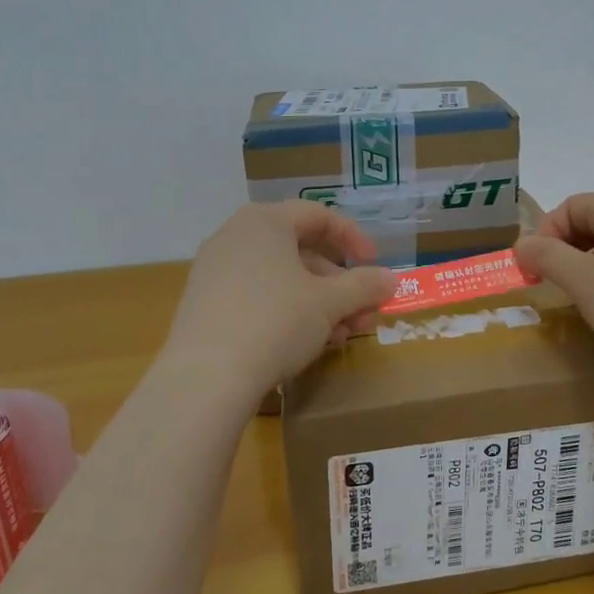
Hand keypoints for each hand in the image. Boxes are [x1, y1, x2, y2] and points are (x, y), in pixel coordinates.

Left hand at [161, 201, 397, 399]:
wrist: (206, 378)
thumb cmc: (275, 322)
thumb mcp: (329, 303)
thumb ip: (364, 285)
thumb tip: (390, 279)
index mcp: (265, 221)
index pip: (318, 215)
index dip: (354, 238)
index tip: (375, 266)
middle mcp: (235, 235)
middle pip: (300, 250)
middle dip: (338, 283)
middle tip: (363, 313)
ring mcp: (214, 270)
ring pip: (279, 278)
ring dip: (317, 303)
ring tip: (340, 336)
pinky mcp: (203, 303)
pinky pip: (255, 296)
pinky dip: (286, 312)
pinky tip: (305, 344)